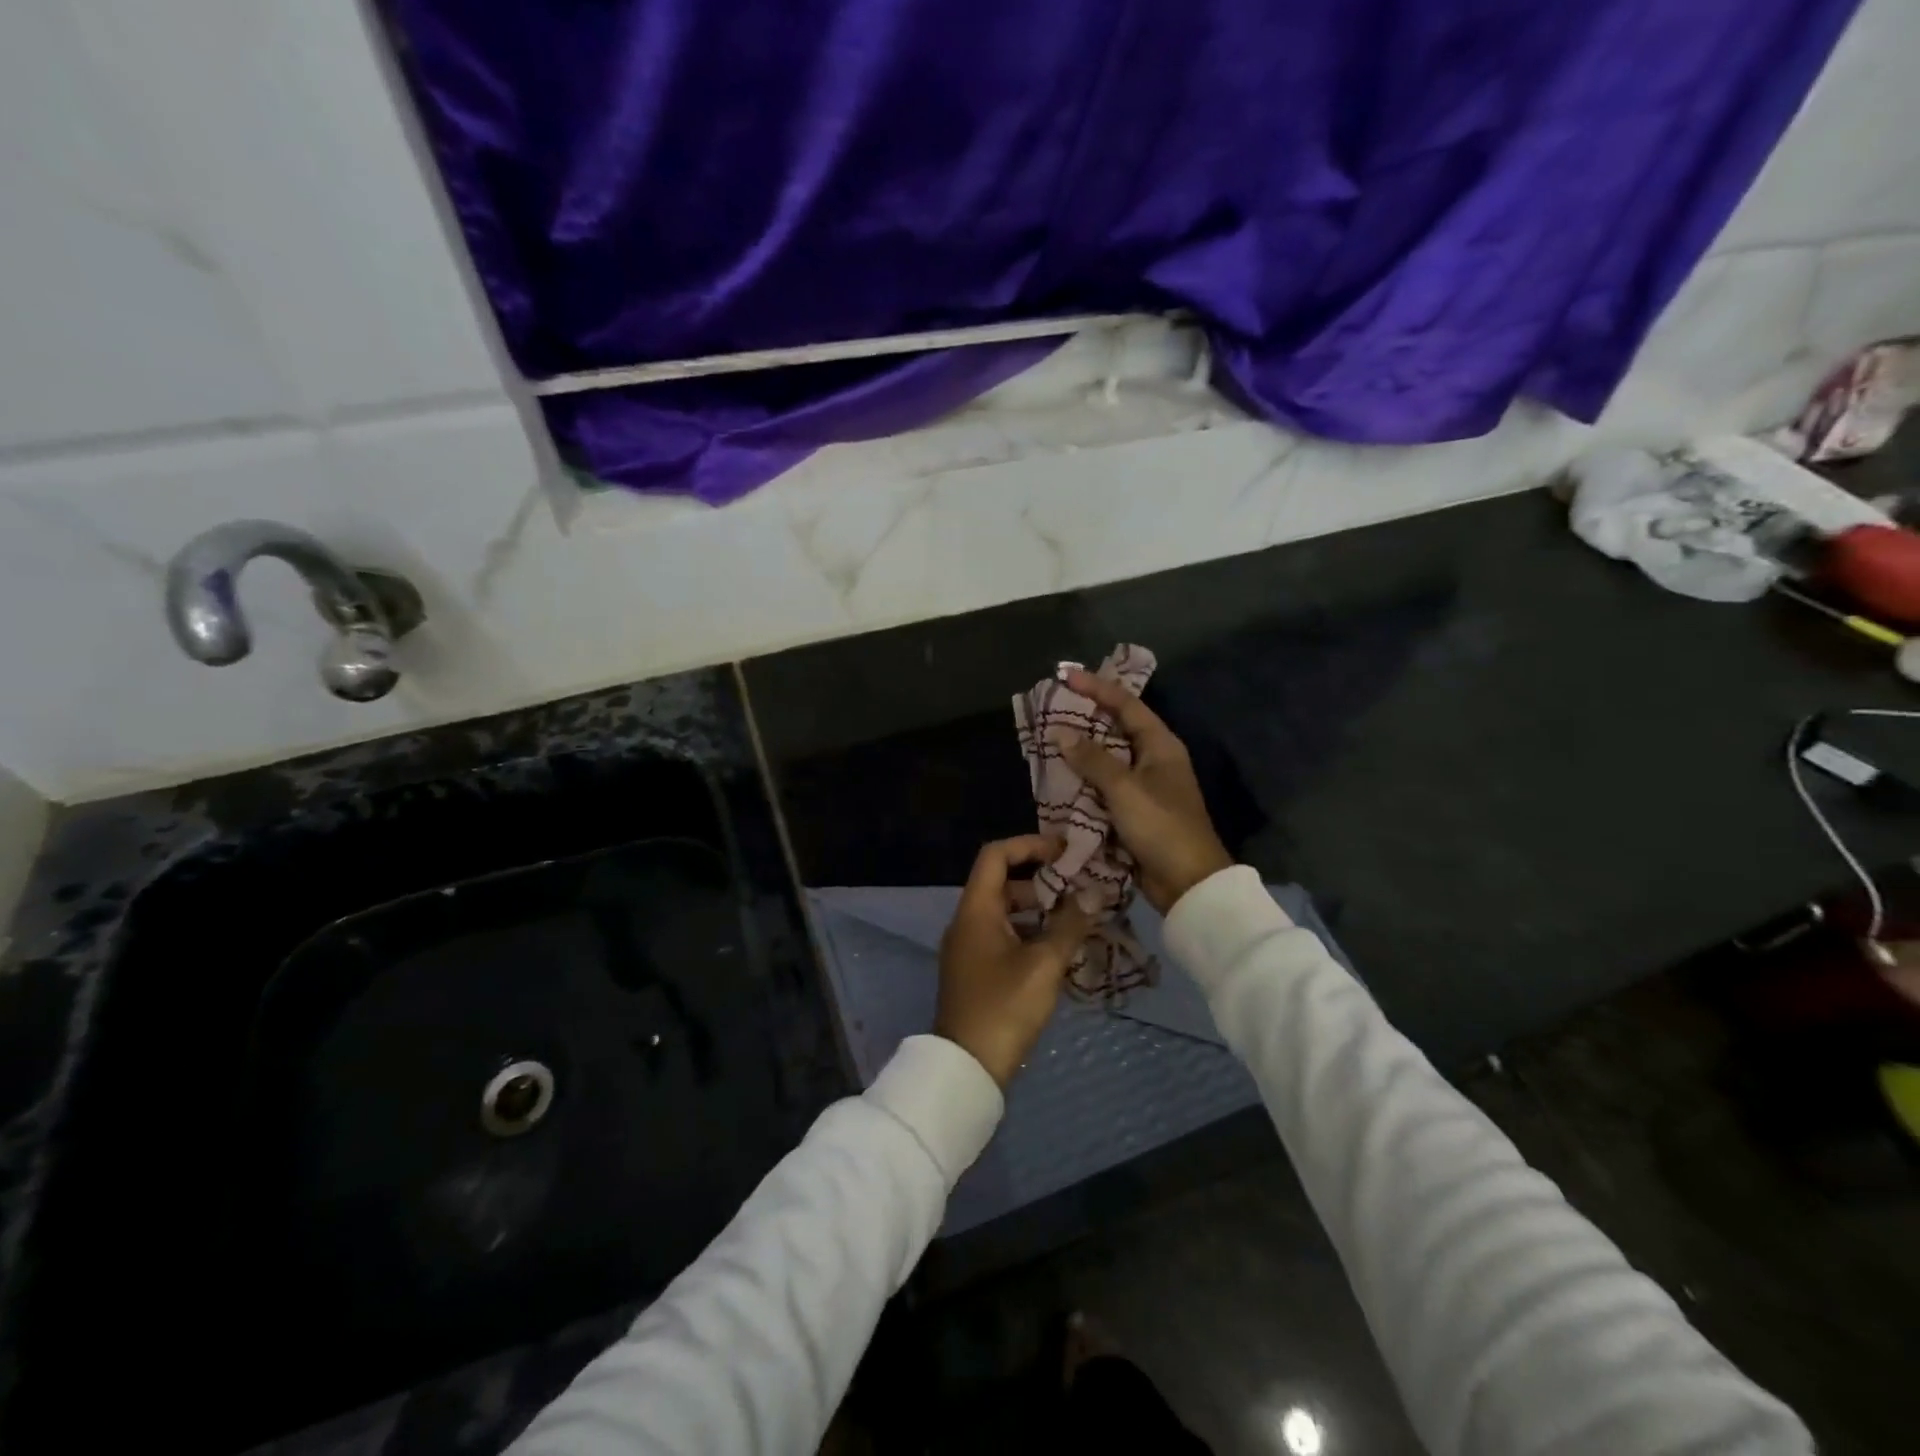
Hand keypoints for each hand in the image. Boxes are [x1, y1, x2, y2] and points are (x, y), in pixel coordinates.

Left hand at [936, 836, 1094, 1086]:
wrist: (968, 1067)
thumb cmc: (1005, 1007)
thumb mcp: (1044, 964)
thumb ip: (1070, 924)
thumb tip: (1094, 893)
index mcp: (975, 910)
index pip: (995, 855)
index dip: (1028, 845)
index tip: (1063, 851)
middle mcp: (967, 921)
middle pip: (1002, 882)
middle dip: (1041, 879)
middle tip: (1079, 885)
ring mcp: (969, 947)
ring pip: (1006, 912)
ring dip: (1039, 908)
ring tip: (1077, 914)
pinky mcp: (976, 970)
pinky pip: (1004, 935)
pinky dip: (1030, 932)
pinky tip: (1060, 946)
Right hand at [1061, 667, 1233, 912]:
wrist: (1188, 882)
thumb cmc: (1161, 827)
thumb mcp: (1124, 789)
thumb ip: (1092, 759)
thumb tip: (1060, 732)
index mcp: (1160, 745)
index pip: (1126, 704)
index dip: (1096, 688)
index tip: (1065, 676)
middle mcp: (1154, 759)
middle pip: (1116, 728)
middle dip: (1085, 718)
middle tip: (1053, 706)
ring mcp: (1145, 786)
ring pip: (1108, 758)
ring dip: (1081, 751)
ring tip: (1049, 738)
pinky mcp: (1135, 810)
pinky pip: (1105, 785)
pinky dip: (1085, 779)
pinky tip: (1060, 777)